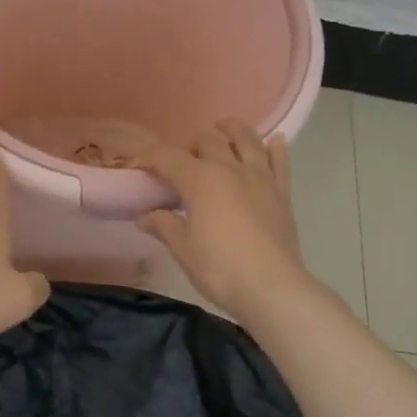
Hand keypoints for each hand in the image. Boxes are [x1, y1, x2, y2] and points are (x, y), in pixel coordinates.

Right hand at [134, 119, 317, 320]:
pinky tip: (273, 141)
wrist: (272, 287)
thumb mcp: (183, 249)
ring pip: (246, 139)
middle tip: (182, 164)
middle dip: (190, 145)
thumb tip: (145, 215)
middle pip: (207, 140)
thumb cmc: (220, 268)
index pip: (167, 157)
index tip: (135, 167)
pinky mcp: (281, 192)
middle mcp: (229, 168)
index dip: (147, 158)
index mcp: (200, 179)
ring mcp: (259, 177)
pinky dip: (275, 148)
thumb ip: (163, 226)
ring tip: (223, 128)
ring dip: (232, 129)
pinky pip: (279, 161)